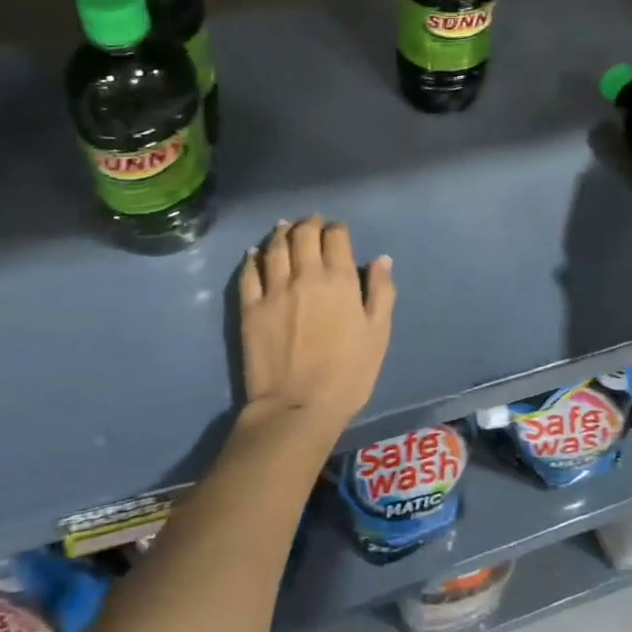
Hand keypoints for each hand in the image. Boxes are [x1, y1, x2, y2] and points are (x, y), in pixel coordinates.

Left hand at [239, 216, 394, 434]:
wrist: (297, 408)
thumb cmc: (348, 374)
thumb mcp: (378, 334)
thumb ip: (382, 292)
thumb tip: (382, 259)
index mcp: (340, 279)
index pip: (336, 237)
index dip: (337, 229)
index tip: (338, 231)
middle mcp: (306, 275)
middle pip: (303, 234)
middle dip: (309, 224)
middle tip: (312, 223)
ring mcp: (274, 290)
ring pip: (275, 247)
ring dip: (281, 233)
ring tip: (284, 228)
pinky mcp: (250, 308)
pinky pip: (249, 273)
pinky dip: (252, 259)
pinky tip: (255, 254)